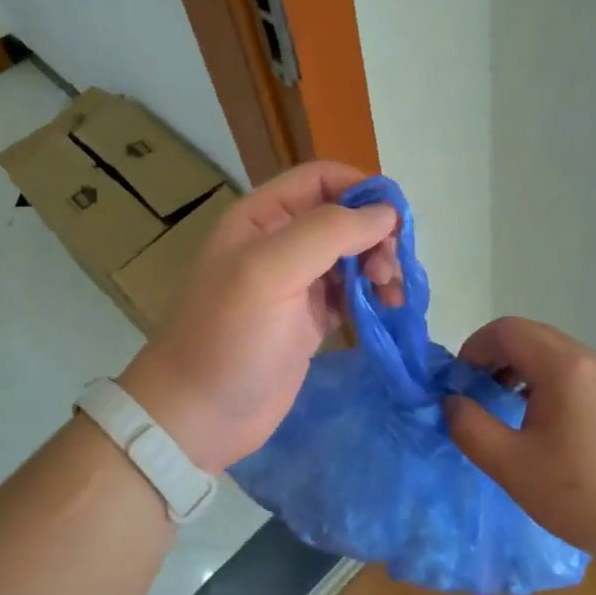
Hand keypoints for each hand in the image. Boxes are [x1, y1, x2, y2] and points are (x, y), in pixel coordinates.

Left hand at [118, 162, 399, 473]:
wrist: (200, 416)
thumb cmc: (229, 337)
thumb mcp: (271, 271)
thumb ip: (328, 232)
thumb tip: (385, 213)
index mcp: (262, 217)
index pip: (321, 178)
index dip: (361, 189)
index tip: (395, 221)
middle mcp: (280, 241)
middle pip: (343, 215)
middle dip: (374, 234)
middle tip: (389, 269)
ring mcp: (296, 281)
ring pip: (352, 253)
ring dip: (379, 265)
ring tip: (391, 294)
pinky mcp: (310, 318)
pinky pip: (351, 292)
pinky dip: (373, 294)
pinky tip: (385, 309)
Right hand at [445, 317, 595, 564]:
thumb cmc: (585, 494)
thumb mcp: (513, 467)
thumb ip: (471, 429)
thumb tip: (452, 402)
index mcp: (562, 366)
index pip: (505, 330)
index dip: (473, 349)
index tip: (460, 385)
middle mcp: (587, 359)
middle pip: (529, 335)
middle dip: (494, 357)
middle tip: (477, 395)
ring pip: (551, 353)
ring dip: (519, 369)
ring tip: (506, 409)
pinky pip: (572, 372)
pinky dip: (545, 382)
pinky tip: (543, 425)